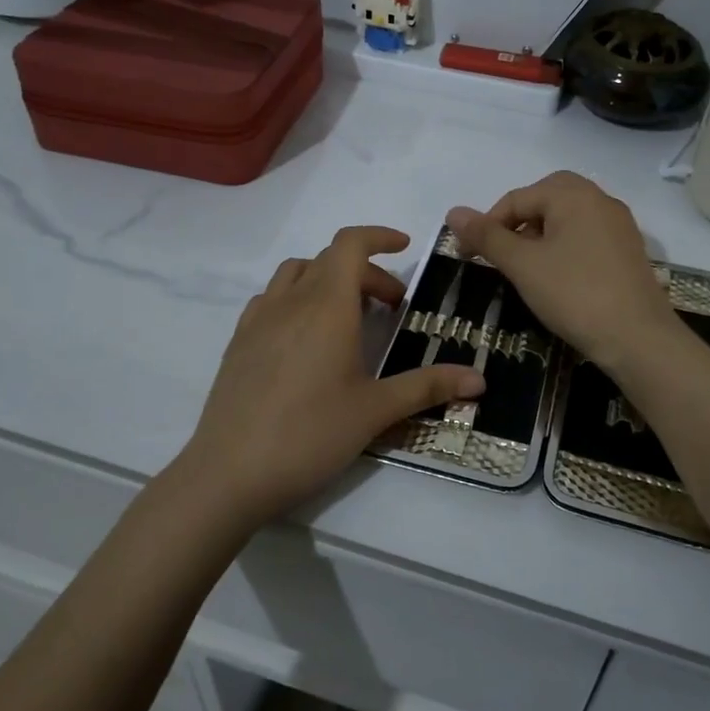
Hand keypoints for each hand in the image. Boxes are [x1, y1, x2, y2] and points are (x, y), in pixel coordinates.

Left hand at [176, 226, 484, 528]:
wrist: (228, 474)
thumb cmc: (310, 435)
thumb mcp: (375, 411)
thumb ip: (427, 387)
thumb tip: (481, 380)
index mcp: (326, 306)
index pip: (350, 244)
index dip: (379, 236)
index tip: (404, 247)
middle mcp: (290, 301)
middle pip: (329, 260)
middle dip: (366, 272)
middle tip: (391, 307)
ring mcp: (258, 319)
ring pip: (296, 274)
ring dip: (327, 280)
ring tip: (348, 317)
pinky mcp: (238, 342)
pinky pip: (271, 299)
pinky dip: (296, 299)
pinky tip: (305, 339)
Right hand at [446, 172, 680, 373]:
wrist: (639, 339)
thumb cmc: (575, 295)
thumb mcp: (523, 265)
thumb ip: (488, 237)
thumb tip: (453, 212)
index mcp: (574, 195)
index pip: (517, 198)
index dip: (487, 224)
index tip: (468, 255)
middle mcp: (600, 200)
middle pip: (547, 197)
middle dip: (518, 220)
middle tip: (501, 251)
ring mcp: (619, 226)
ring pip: (569, 217)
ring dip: (541, 233)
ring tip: (525, 266)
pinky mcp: (629, 252)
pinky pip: (587, 235)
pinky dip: (564, 246)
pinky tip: (557, 277)